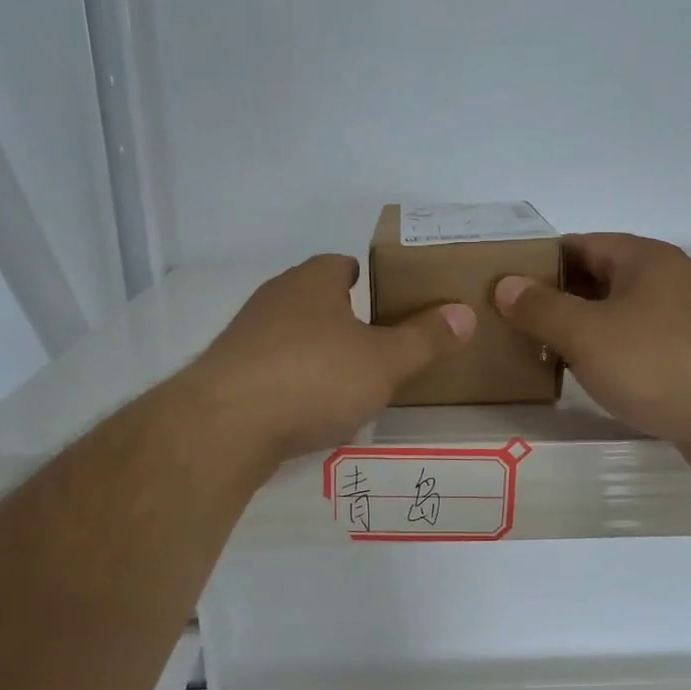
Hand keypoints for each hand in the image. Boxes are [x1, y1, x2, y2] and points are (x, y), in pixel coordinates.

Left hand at [196, 254, 475, 463]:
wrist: (225, 425)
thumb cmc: (314, 378)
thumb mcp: (384, 362)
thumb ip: (425, 340)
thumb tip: (465, 313)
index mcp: (312, 283)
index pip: (339, 264)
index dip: (364, 276)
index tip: (384, 298)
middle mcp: (274, 299)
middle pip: (313, 298)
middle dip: (341, 316)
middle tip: (375, 342)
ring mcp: (244, 337)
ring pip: (289, 334)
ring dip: (314, 350)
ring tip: (345, 379)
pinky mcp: (226, 375)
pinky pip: (269, 369)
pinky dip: (290, 381)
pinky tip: (306, 408)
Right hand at [493, 234, 690, 473]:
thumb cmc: (663, 362)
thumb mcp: (589, 333)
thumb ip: (542, 309)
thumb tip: (506, 285)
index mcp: (643, 259)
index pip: (578, 245)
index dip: (538, 262)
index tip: (502, 288)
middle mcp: (667, 282)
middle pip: (598, 281)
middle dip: (555, 301)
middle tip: (511, 326)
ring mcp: (685, 323)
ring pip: (618, 319)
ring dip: (581, 334)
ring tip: (538, 355)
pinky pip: (638, 350)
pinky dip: (610, 360)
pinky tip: (587, 382)